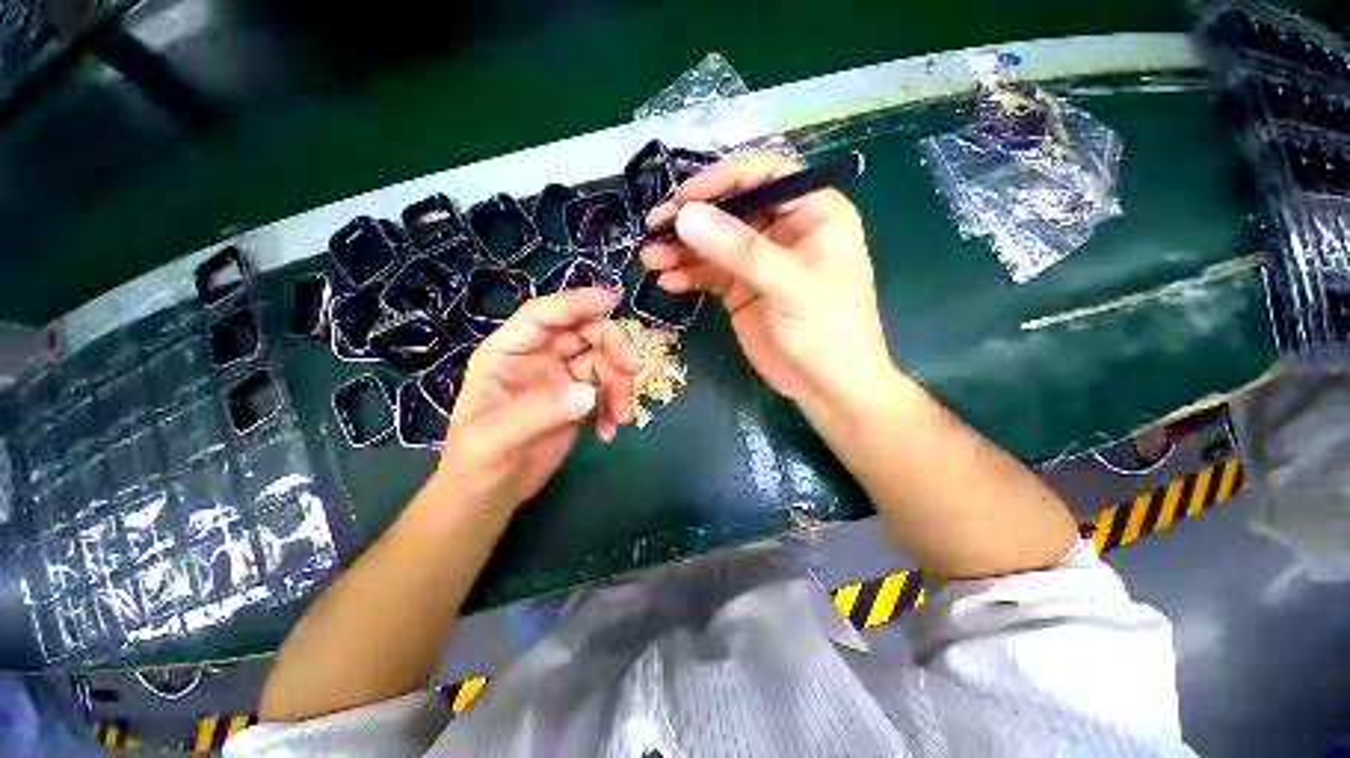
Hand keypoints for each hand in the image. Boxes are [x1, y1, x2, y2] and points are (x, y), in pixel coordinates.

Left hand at [437, 288, 637, 512]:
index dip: (576, 303)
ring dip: (620, 384)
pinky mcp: (579, 399)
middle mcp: (538, 357)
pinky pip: (608, 389)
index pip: (543, 316)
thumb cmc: (476, 463)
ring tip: (621, 417)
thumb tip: (588, 393)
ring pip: (604, 361)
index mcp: (508, 353)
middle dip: (613, 347)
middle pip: (585, 333)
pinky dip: (616, 406)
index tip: (612, 299)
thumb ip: (538, 413)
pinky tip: (609, 431)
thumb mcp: (494, 440)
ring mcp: (562, 377)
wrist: (492, 494)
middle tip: (631, 371)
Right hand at [641, 152, 892, 406]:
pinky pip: (709, 272)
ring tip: (650, 258)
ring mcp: (758, 262)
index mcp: (813, 214)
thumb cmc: (827, 331)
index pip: (766, 175)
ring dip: (681, 249)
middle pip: (732, 208)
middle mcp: (784, 231)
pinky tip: (667, 280)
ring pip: (714, 242)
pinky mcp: (740, 289)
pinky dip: (687, 274)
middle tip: (654, 228)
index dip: (724, 179)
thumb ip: (739, 250)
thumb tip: (686, 216)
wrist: (826, 387)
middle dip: (692, 218)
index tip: (685, 198)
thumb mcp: (789, 285)